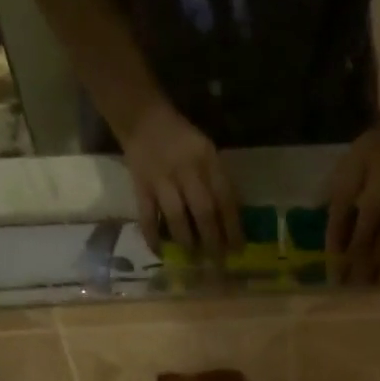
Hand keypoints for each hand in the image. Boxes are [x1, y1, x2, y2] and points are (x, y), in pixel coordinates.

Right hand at [120, 99, 243, 259]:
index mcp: (207, 160)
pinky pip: (147, 217)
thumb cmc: (182, 140)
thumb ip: (218, 182)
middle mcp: (187, 170)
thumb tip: (231, 222)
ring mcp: (162, 179)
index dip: (233, 227)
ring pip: (177, 217)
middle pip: (203, 212)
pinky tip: (160, 253)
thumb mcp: (207, 152)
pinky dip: (152, 237)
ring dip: (187, 242)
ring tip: (193, 259)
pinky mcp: (141, 186)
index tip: (238, 250)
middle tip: (218, 263)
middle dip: (213, 241)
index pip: (225, 199)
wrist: (142, 117)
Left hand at [325, 105, 379, 283]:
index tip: (330, 263)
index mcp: (358, 166)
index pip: (342, 203)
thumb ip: (334, 194)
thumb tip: (321, 232)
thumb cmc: (372, 153)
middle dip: (358, 252)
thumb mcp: (348, 163)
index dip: (335, 234)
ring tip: (374, 285)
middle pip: (370, 218)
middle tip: (350, 284)